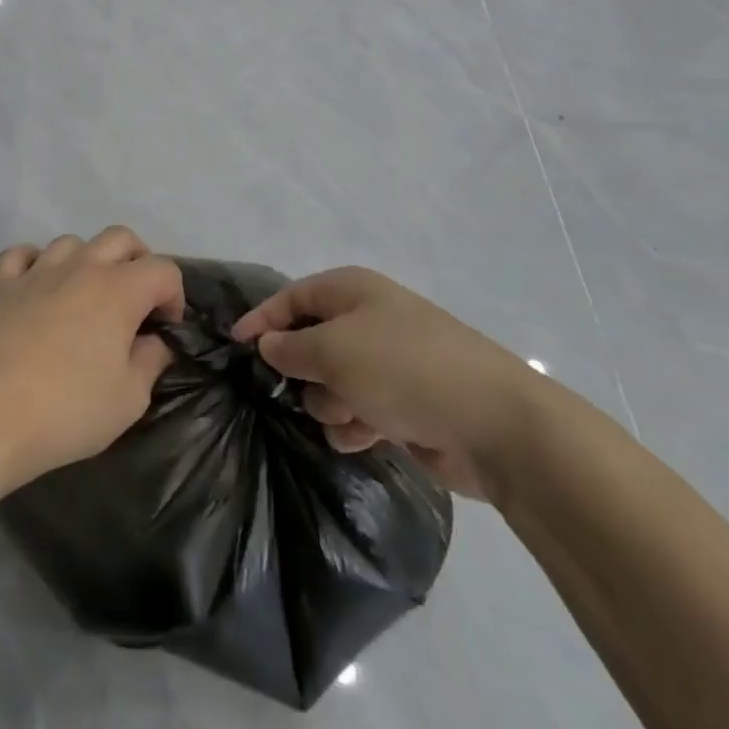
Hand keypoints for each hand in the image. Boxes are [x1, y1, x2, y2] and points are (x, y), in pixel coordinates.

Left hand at [0, 228, 184, 495]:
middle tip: (135, 302)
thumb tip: (154, 342)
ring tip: (85, 297)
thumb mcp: (128, 399)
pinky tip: (36, 286)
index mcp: (118, 290)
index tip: (165, 328)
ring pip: (71, 242)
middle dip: (138, 262)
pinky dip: (34, 263)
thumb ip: (150, 362)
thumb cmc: (66, 411)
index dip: (174, 295)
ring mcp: (36, 272)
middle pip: (120, 238)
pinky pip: (21, 254)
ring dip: (87, 261)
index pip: (163, 269)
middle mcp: (80, 268)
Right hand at [230, 267, 541, 500]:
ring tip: (350, 417)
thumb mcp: (333, 350)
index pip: (293, 297)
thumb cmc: (403, 369)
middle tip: (306, 389)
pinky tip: (366, 437)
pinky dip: (357, 424)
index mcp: (353, 292)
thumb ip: (290, 348)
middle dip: (304, 370)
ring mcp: (391, 363)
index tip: (234, 346)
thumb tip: (268, 345)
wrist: (494, 423)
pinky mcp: (407, 403)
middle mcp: (370, 321)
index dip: (262, 319)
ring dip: (332, 403)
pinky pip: (361, 410)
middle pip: (312, 342)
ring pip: (334, 382)